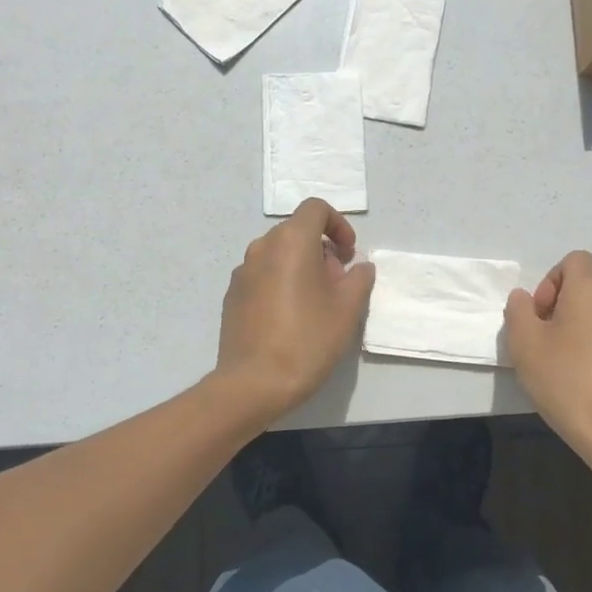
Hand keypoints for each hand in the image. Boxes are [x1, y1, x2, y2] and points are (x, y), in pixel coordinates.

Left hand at [216, 199, 375, 420]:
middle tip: (338, 284)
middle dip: (322, 249)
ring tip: (316, 304)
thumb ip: (359, 279)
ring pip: (278, 255)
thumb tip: (358, 267)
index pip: (316, 208)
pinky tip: (290, 318)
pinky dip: (280, 283)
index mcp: (291, 241)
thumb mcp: (348, 309)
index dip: (338, 224)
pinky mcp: (232, 296)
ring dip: (301, 267)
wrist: (253, 383)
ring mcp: (242, 272)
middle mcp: (262, 247)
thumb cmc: (307, 339)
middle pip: (296, 232)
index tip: (349, 254)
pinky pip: (262, 276)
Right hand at [504, 251, 591, 473]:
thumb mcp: (524, 345)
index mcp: (591, 292)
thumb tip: (525, 298)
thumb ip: (518, 311)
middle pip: (589, 291)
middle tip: (548, 346)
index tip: (542, 315)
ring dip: (588, 332)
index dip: (552, 281)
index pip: (575, 261)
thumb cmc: (567, 383)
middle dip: (566, 310)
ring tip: (572, 369)